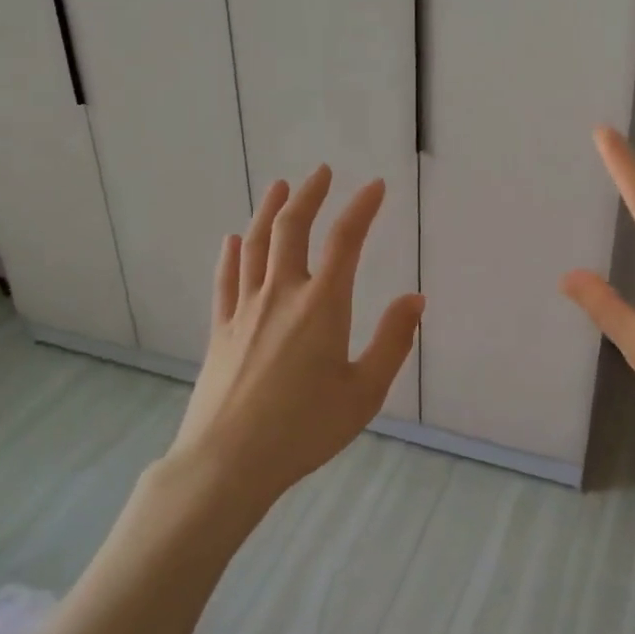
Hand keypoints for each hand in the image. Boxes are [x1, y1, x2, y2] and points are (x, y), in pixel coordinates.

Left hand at [171, 166, 424, 498]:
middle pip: (291, 228)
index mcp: (322, 305)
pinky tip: (232, 239)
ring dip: (268, 210)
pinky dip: (231, 253)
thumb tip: (414, 299)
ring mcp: (244, 310)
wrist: (228, 462)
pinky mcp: (220, 330)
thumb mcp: (365, 392)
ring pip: (254, 245)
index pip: (346, 241)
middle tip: (322, 172)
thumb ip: (393, 341)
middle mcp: (281, 295)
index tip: (376, 186)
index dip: (362, 208)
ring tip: (279, 186)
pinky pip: (226, 279)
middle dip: (309, 194)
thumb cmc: (305, 429)